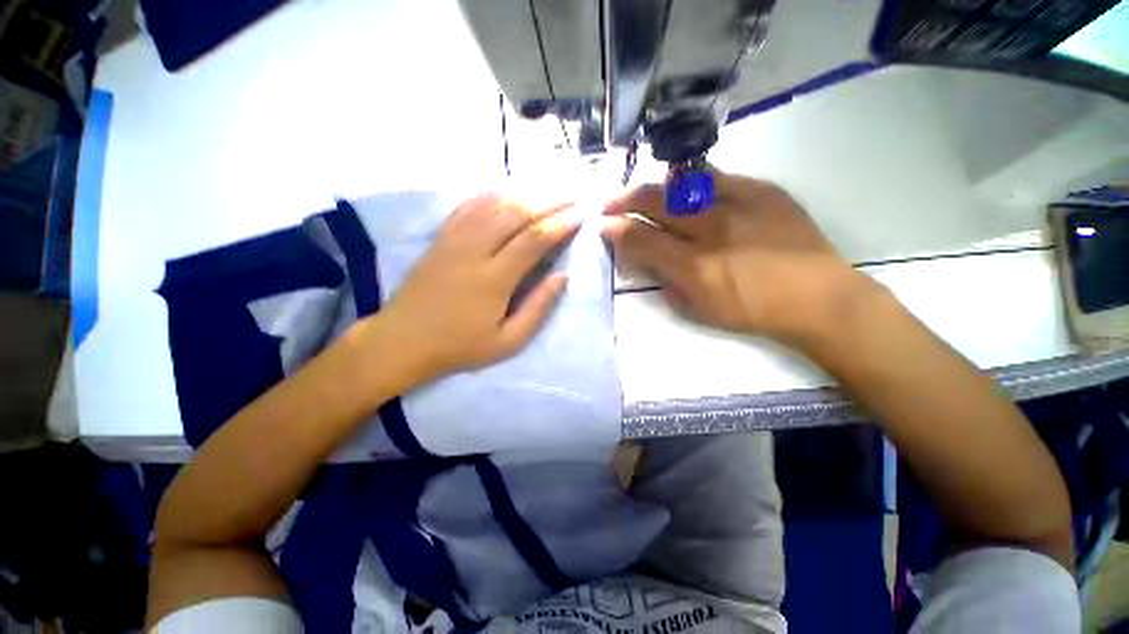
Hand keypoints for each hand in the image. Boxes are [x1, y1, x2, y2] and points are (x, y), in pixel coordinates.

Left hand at [376, 193, 577, 381]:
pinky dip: (493, 194)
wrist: (402, 340)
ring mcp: (454, 239)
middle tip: (573, 194)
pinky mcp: (441, 237)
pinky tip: (508, 190)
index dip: (560, 224)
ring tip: (549, 188)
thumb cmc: (460, 346)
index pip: (534, 239)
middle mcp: (475, 249)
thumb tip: (563, 276)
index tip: (581, 214)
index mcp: (494, 278)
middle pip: (516, 212)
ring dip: (526, 192)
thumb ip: (538, 308)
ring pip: (494, 203)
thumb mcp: (508, 341)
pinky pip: (469, 205)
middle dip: (549, 200)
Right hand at [603, 171, 874, 347]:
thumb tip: (643, 260)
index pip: (642, 239)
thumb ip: (664, 283)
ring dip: (653, 188)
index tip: (602, 225)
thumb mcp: (698, 310)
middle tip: (610, 203)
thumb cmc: (751, 312)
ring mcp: (739, 204)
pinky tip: (684, 189)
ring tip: (642, 194)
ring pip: (681, 184)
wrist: (817, 296)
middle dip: (624, 200)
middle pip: (655, 203)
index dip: (616, 229)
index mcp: (694, 268)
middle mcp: (712, 230)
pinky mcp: (763, 190)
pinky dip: (691, 183)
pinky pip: (716, 177)